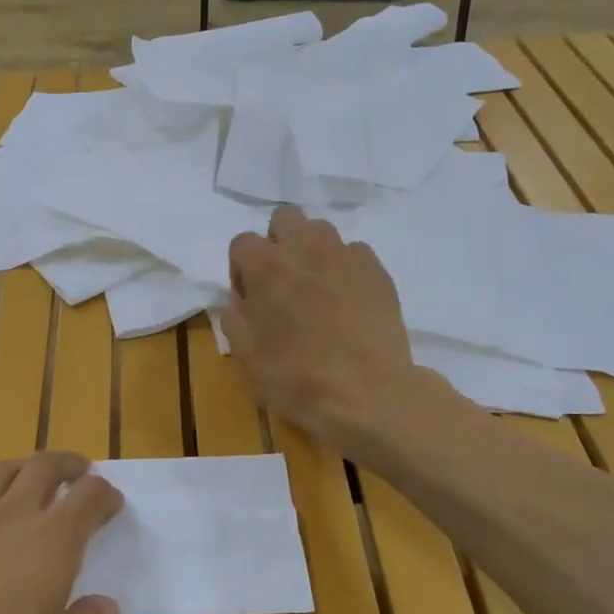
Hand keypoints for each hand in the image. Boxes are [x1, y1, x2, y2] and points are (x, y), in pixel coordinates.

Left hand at [0, 452, 121, 613]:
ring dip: (20, 467)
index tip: (112, 500)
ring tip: (28, 474)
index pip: (88, 498)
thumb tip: (106, 605)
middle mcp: (13, 515)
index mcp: (54, 540)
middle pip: (44, 467)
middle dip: (67, 463)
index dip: (104, 494)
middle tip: (79, 468)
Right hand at [224, 206, 419, 448]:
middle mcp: (304, 248)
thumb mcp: (245, 353)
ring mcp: (345, 256)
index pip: (241, 242)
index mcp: (266, 266)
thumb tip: (243, 299)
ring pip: (321, 231)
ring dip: (312, 252)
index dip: (241, 269)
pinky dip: (345, 269)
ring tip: (317, 289)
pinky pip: (354, 254)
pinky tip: (348, 302)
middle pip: (284, 219)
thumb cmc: (295, 376)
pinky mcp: (377, 270)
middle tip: (282, 283)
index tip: (250, 299)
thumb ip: (235, 315)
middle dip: (278, 243)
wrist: (366, 394)